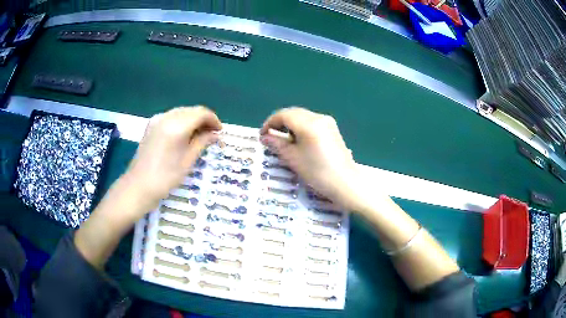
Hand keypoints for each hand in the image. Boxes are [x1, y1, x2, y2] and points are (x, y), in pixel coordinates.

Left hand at [125, 106, 221, 212]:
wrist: (138, 186)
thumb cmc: (165, 178)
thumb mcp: (187, 161)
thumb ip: (202, 142)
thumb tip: (216, 134)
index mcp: (176, 126)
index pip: (201, 113)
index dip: (213, 120)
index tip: (220, 132)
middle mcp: (166, 117)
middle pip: (191, 110)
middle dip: (204, 120)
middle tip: (212, 135)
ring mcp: (157, 120)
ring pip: (181, 112)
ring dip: (193, 120)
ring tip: (200, 136)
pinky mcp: (151, 125)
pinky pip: (171, 117)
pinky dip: (182, 122)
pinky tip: (184, 135)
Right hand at [260, 107, 358, 208]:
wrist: (344, 183)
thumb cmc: (316, 172)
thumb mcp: (293, 158)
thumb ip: (277, 144)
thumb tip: (265, 136)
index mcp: (308, 123)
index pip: (283, 115)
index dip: (270, 123)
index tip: (262, 135)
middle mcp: (319, 117)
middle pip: (294, 113)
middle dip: (280, 123)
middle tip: (271, 137)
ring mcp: (328, 122)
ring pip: (303, 117)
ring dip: (291, 125)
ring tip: (284, 141)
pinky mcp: (333, 129)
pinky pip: (312, 122)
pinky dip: (301, 128)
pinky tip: (299, 141)